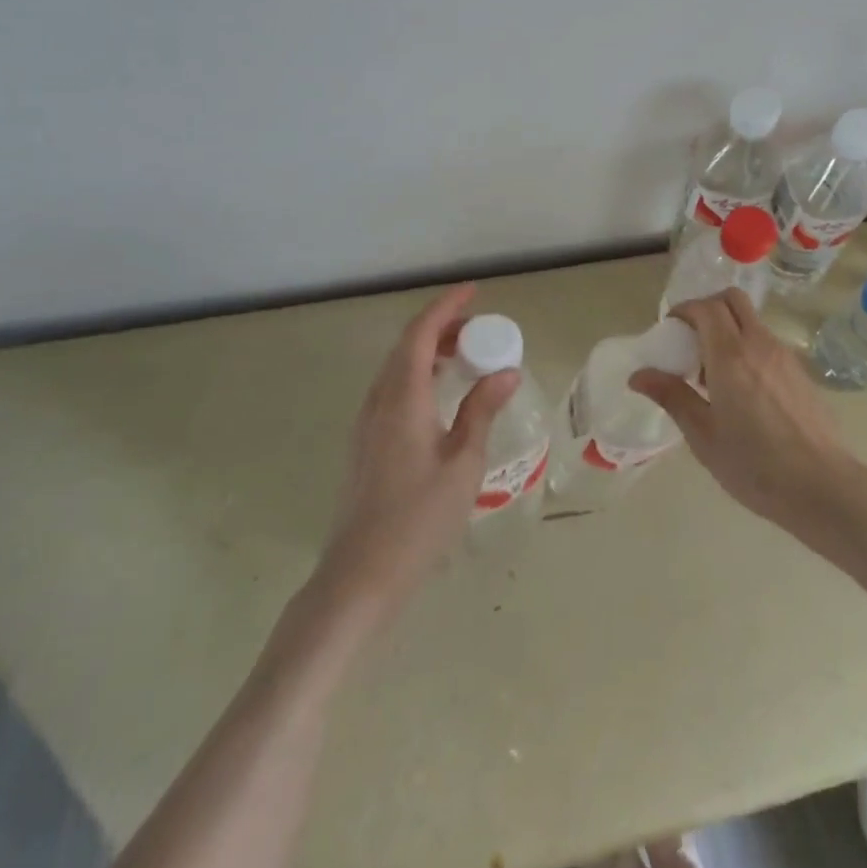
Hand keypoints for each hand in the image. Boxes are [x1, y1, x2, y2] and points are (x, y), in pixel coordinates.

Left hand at [309, 283, 518, 626]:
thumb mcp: (464, 463)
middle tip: (478, 327)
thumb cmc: (419, 518)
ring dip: (428, 351)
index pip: (420, 335)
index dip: (446, 307)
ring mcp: (367, 424)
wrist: (361, 576)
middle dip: (440, 327)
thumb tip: (506, 371)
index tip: (473, 291)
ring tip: (465, 356)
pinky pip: (392, 389)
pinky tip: (440, 395)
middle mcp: (379, 402)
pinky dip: (418, 375)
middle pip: (406, 347)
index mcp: (403, 399)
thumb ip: (482, 410)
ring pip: (397, 368)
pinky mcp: (366, 443)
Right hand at [630, 290, 864, 536]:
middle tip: (691, 339)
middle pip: (733, 300)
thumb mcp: (703, 435)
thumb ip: (672, 397)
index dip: (684, 310)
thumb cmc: (754, 465)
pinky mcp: (800, 372)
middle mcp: (759, 344)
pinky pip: (767, 343)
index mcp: (731, 356)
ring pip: (752, 321)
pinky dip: (748, 347)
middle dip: (708, 307)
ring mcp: (784, 356)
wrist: (822, 486)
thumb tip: (639, 374)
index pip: (706, 308)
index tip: (670, 329)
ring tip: (713, 372)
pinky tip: (743, 390)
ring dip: (729, 329)